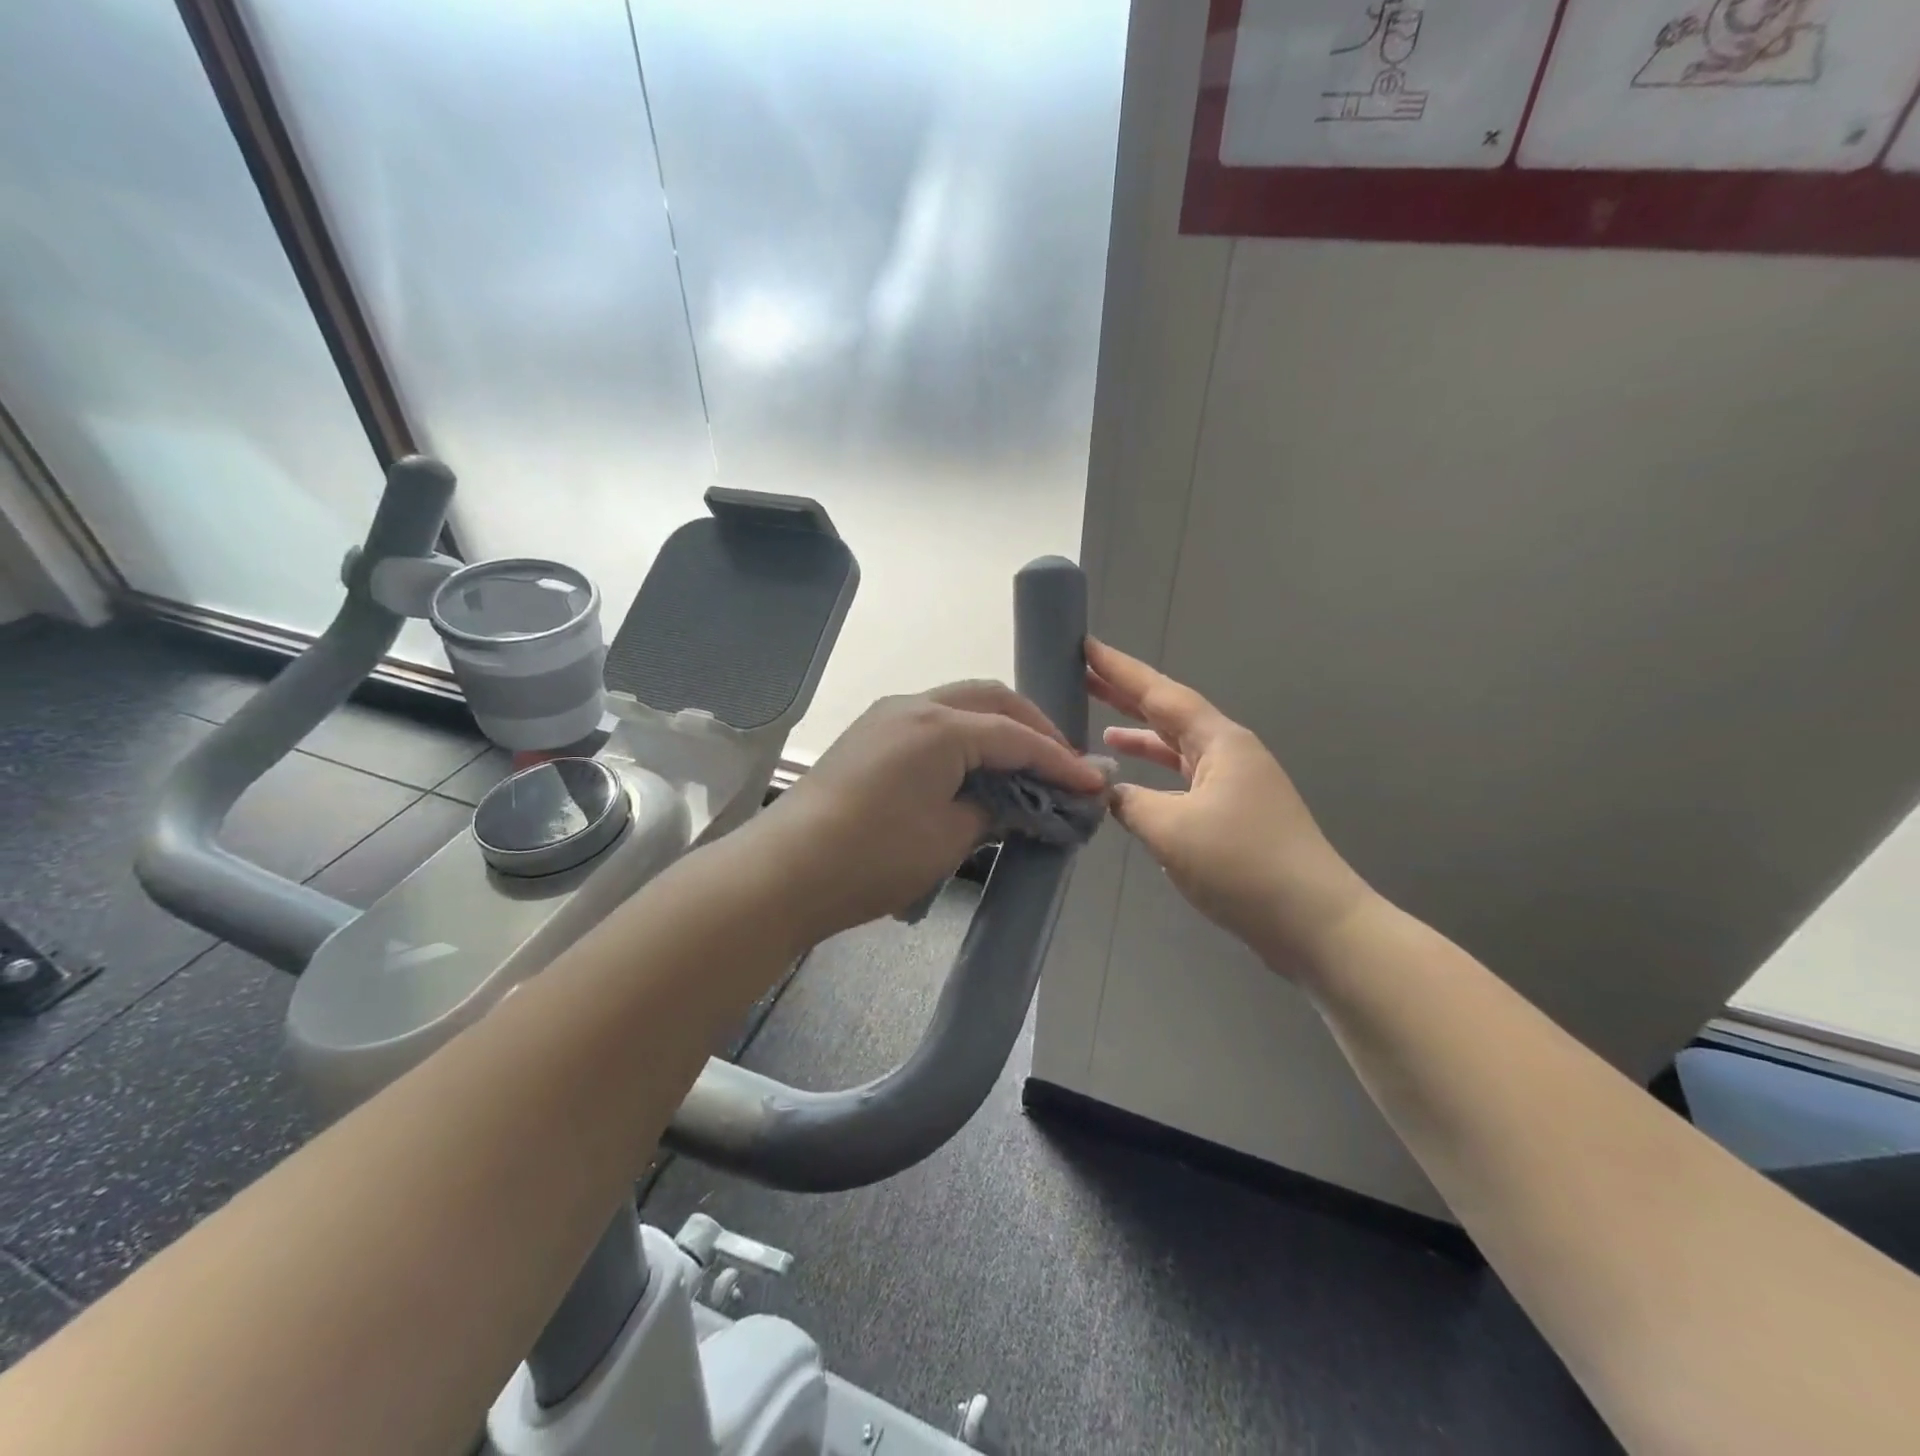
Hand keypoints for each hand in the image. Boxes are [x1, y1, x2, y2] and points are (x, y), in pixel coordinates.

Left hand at [750, 682, 1105, 946]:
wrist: (785, 872)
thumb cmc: (874, 857)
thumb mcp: (949, 838)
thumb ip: (994, 810)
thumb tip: (1017, 803)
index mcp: (940, 726)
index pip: (1016, 737)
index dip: (1059, 761)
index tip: (1094, 783)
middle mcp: (914, 705)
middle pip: (990, 700)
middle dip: (1032, 727)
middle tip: (1062, 763)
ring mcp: (886, 716)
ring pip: (959, 704)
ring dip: (998, 727)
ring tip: (1025, 764)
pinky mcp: (869, 735)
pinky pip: (932, 721)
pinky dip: (965, 736)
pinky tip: (977, 766)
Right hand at [1087, 639, 1375, 968]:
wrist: (1314, 922)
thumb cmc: (1242, 864)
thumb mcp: (1171, 830)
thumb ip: (1129, 802)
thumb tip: (1107, 790)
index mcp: (1219, 742)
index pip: (1160, 693)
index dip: (1120, 670)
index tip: (1086, 646)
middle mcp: (1229, 753)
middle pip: (1169, 714)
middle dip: (1126, 696)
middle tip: (1084, 677)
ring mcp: (1235, 784)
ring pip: (1178, 750)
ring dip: (1141, 738)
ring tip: (1100, 728)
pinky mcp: (1235, 815)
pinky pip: (1185, 781)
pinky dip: (1156, 777)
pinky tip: (1134, 788)